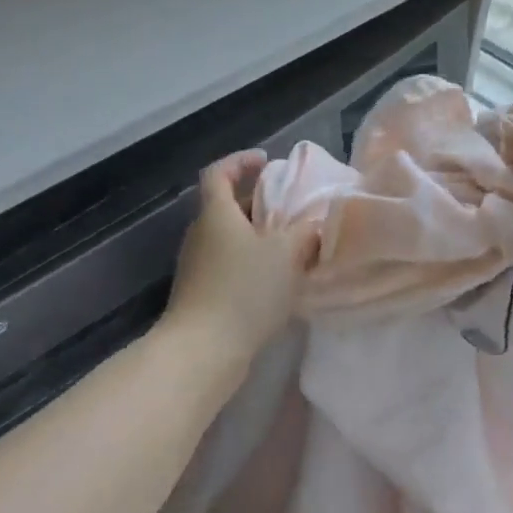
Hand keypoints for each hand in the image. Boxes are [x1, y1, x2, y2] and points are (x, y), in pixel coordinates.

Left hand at [162, 150, 318, 368]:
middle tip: (290, 207)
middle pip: (226, 205)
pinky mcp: (200, 294)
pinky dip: (250, 262)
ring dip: (257, 236)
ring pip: (229, 237)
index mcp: (216, 213)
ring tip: (291, 244)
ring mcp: (197, 265)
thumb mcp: (286, 254)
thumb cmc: (244, 290)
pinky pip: (228, 264)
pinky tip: (276, 280)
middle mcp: (201, 234)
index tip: (266, 161)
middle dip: (258, 202)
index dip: (240, 161)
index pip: (219, 172)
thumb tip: (315, 222)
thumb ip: (305, 232)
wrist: (202, 351)